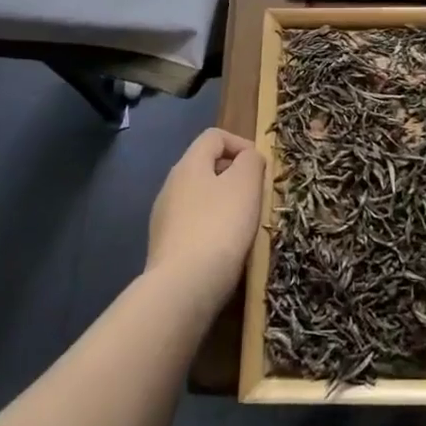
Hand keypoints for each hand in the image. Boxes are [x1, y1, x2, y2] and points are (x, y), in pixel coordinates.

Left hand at [146, 128, 264, 313]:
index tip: (261, 167)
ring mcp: (164, 219)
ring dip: (225, 204)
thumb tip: (248, 158)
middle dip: (235, 176)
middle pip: (206, 167)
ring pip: (201, 198)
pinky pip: (195, 226)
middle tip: (258, 195)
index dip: (241, 143)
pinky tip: (227, 249)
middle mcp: (170, 186)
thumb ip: (251, 161)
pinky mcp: (166, 248)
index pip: (214, 136)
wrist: (183, 288)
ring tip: (246, 224)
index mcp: (188, 165)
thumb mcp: (246, 184)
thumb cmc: (219, 226)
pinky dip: (213, 228)